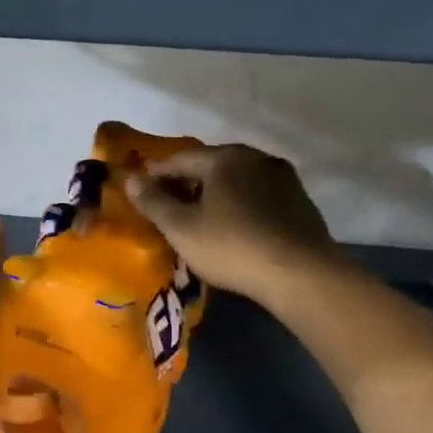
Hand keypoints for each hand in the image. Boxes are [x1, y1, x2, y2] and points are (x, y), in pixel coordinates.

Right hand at [124, 143, 340, 308]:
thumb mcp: (181, 228)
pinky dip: (239, 204)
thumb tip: (130, 179)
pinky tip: (233, 225)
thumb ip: (153, 201)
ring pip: (236, 180)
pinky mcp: (300, 201)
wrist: (302, 275)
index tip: (139, 187)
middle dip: (187, 181)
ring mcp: (282, 178)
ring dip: (215, 193)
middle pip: (210, 165)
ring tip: (199, 216)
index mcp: (225, 158)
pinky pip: (257, 195)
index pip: (180, 159)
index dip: (156, 173)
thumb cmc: (233, 247)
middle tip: (167, 203)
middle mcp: (255, 158)